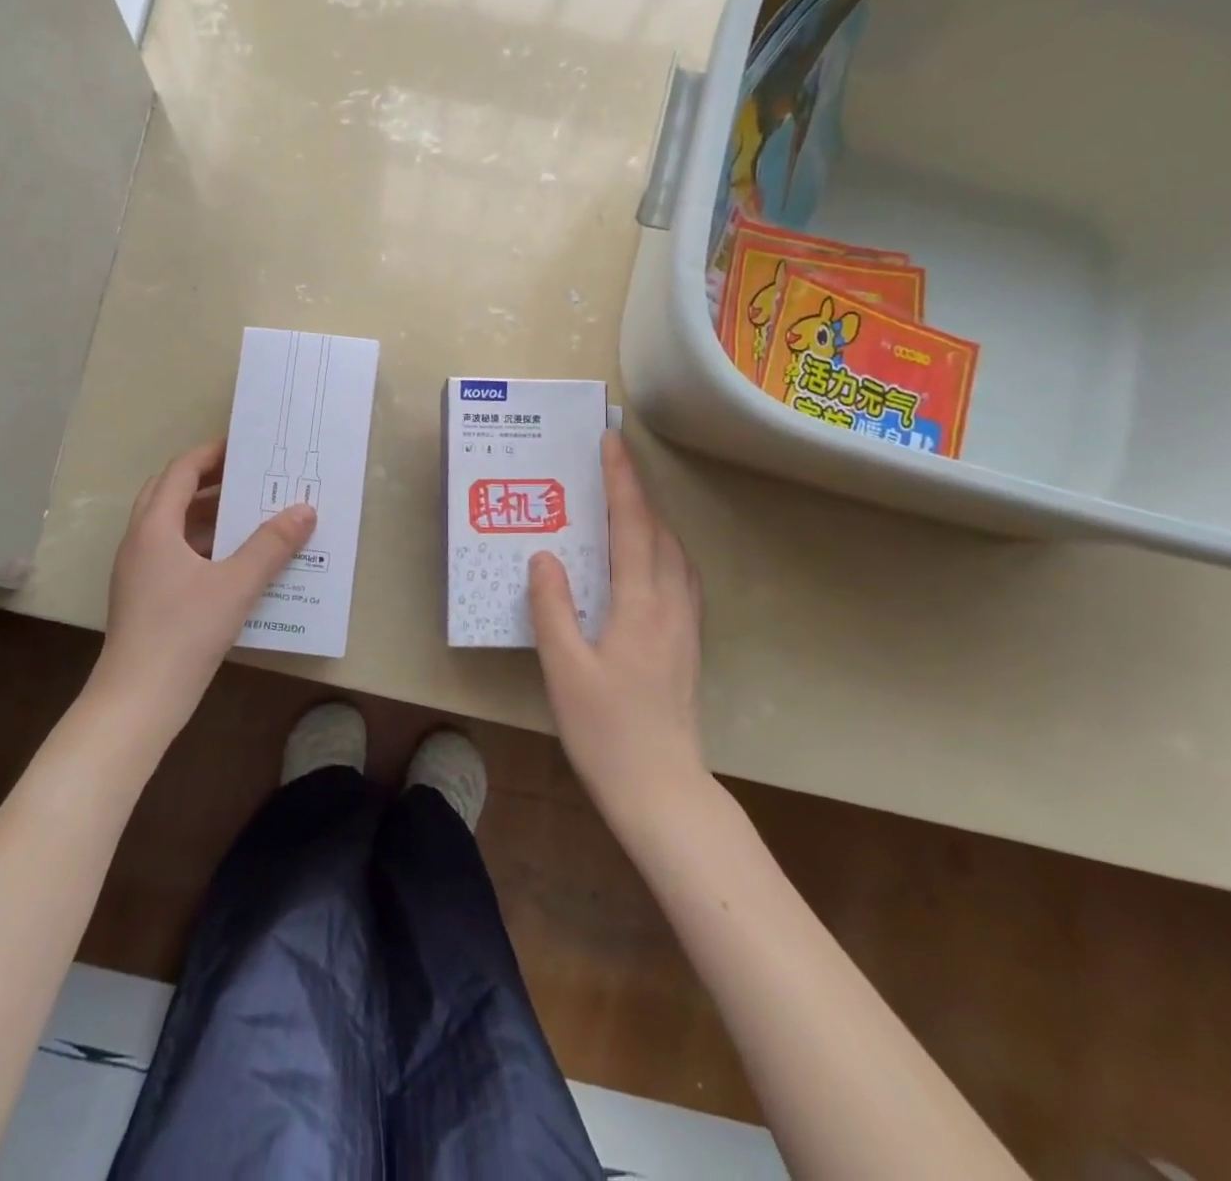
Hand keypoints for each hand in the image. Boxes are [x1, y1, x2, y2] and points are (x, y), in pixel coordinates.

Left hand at [95, 439, 313, 726]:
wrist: (137, 700)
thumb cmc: (184, 632)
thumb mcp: (236, 585)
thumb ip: (272, 545)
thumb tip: (305, 510)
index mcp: (154, 527)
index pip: (180, 472)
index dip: (210, 454)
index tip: (243, 447)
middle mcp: (140, 542)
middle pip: (170, 494)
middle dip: (207, 480)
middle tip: (248, 478)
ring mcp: (138, 571)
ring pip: (170, 526)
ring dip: (205, 514)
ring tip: (248, 515)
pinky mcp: (144, 597)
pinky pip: (173, 553)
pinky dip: (202, 545)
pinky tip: (233, 563)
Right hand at [529, 431, 706, 828]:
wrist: (662, 789)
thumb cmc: (606, 730)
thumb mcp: (564, 669)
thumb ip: (552, 608)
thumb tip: (543, 556)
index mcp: (640, 605)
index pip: (632, 526)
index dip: (621, 481)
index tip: (611, 442)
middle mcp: (671, 605)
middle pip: (659, 533)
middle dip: (636, 492)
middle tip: (609, 466)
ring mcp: (686, 625)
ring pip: (675, 554)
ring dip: (651, 520)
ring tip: (623, 506)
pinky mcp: (687, 644)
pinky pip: (680, 577)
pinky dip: (662, 550)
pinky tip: (646, 562)